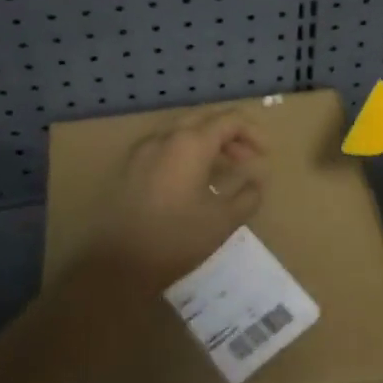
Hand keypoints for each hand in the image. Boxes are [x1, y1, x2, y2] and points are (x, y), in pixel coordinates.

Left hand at [87, 109, 266, 290]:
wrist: (116, 263)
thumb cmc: (176, 239)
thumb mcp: (222, 221)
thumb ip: (247, 195)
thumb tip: (257, 181)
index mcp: (191, 143)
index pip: (230, 120)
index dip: (254, 132)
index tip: (266, 155)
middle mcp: (166, 136)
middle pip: (206, 119)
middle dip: (231, 135)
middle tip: (247, 159)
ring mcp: (143, 149)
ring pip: (183, 131)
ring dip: (208, 143)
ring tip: (224, 170)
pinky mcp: (130, 165)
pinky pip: (165, 146)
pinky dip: (186, 153)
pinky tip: (193, 180)